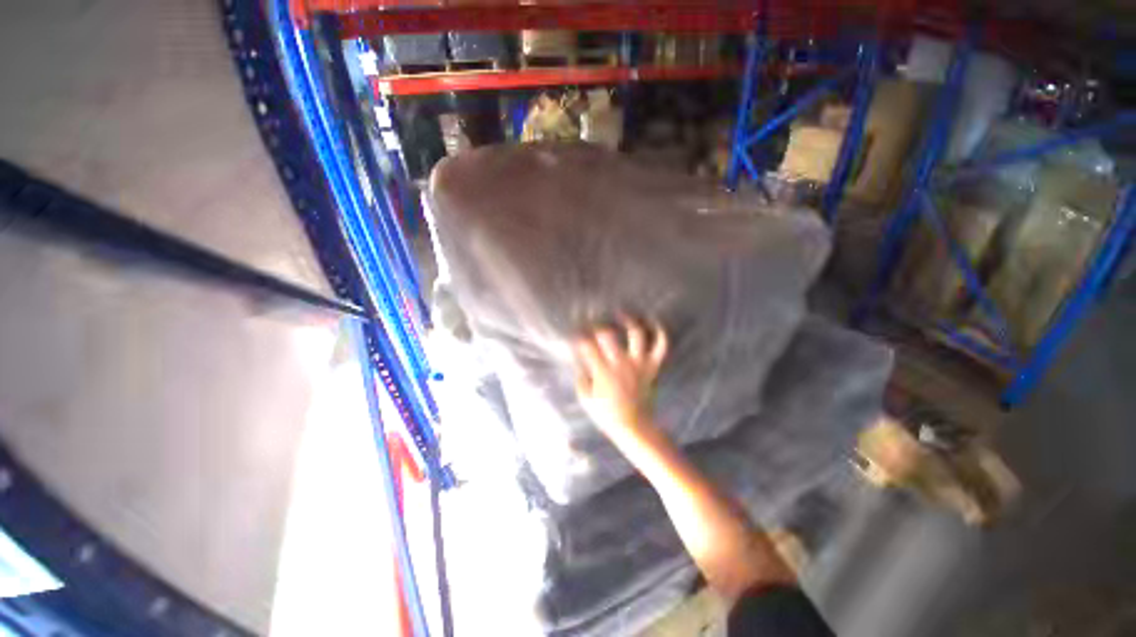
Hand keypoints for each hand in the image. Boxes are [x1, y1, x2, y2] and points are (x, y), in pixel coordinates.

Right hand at [574, 316, 667, 441]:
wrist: (635, 427)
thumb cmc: (608, 415)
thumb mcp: (585, 399)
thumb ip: (581, 377)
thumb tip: (581, 362)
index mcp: (603, 372)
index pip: (586, 346)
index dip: (579, 337)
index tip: (576, 335)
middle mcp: (621, 364)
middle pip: (608, 334)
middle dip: (598, 325)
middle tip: (595, 323)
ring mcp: (639, 364)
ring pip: (637, 334)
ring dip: (629, 320)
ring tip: (622, 314)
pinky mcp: (652, 367)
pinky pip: (661, 347)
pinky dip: (660, 333)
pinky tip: (653, 322)